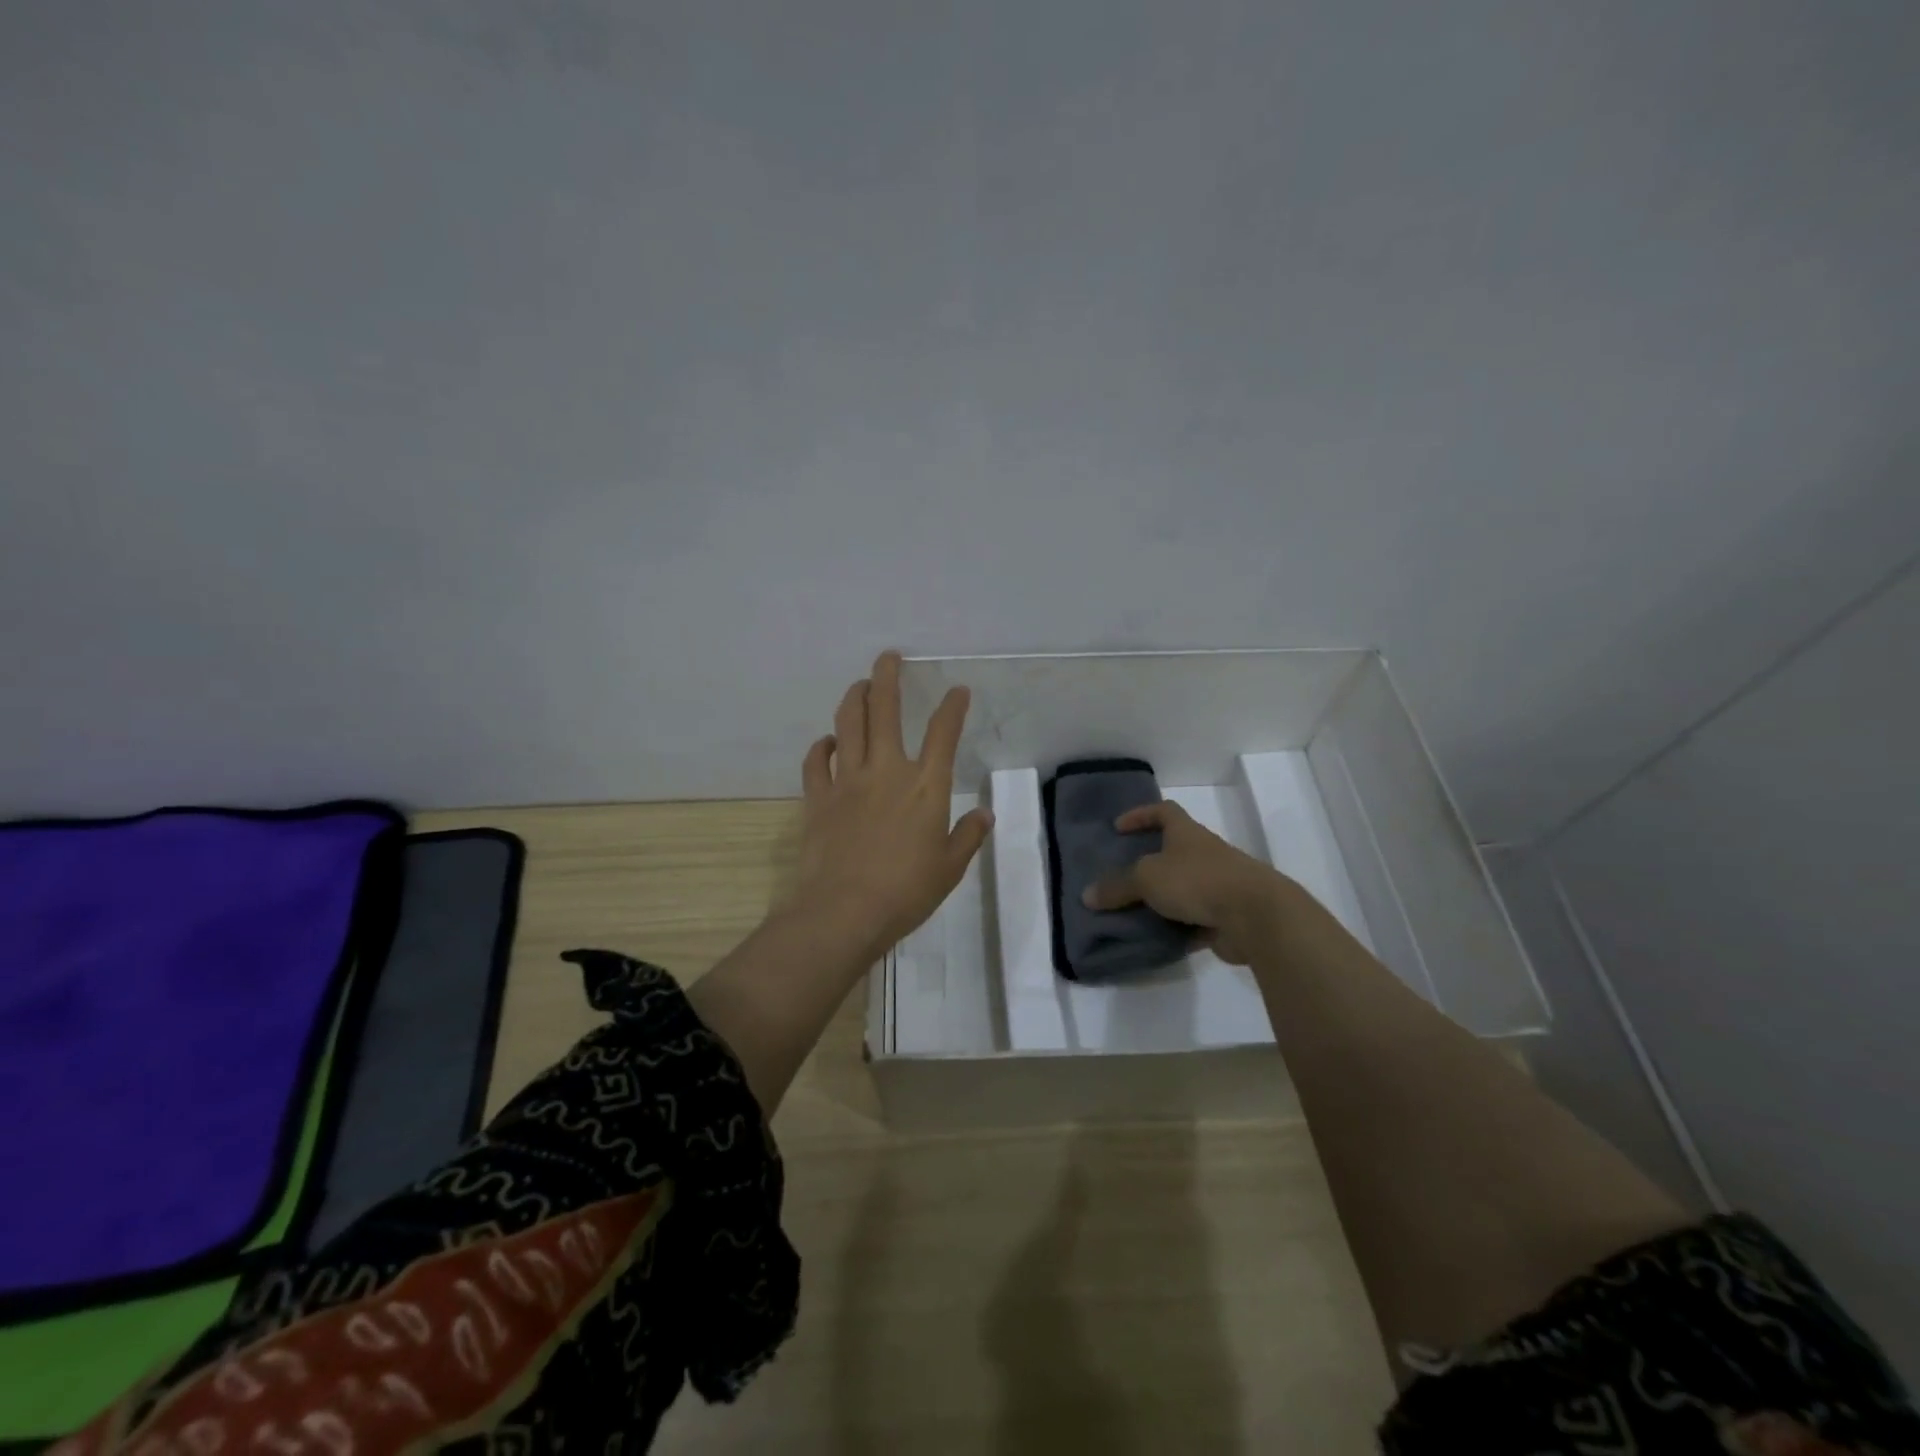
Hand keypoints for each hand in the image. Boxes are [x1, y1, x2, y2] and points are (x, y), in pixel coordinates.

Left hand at [791, 651, 993, 958]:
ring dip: (854, 697)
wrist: (844, 910)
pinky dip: (822, 746)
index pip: (943, 733)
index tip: (957, 691)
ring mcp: (848, 780)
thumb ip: (967, 836)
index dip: (952, 707)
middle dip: (887, 676)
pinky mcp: (818, 797)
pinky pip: (816, 760)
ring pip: (848, 723)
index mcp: (926, 785)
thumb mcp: (950, 868)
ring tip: (860, 685)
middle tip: (888, 657)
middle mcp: (887, 770)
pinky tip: (828, 741)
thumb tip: (983, 814)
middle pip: (884, 709)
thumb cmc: (906, 892)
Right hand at [1081, 800, 1289, 964]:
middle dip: (1147, 862)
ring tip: (1130, 912)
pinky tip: (1154, 939)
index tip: (1118, 827)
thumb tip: (1088, 895)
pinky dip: (1175, 928)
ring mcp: (1218, 885)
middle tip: (1119, 875)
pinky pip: (1193, 920)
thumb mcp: (1146, 878)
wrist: (1255, 916)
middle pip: (1173, 851)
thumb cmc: (1197, 880)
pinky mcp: (1225, 917)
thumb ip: (1117, 886)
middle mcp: (1204, 854)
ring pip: (1182, 888)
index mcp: (1186, 833)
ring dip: (1160, 899)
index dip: (1140, 815)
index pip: (1163, 811)